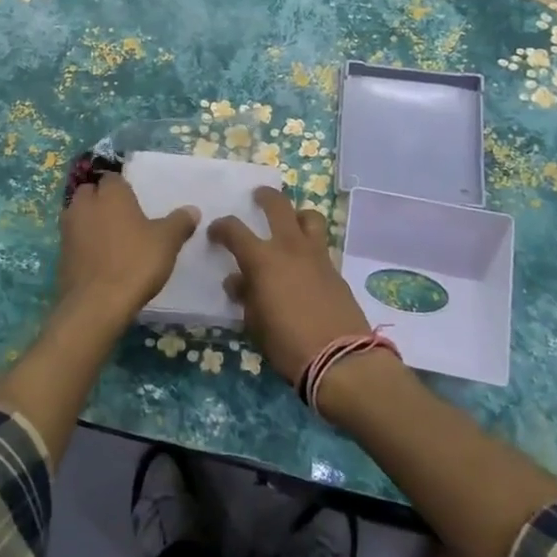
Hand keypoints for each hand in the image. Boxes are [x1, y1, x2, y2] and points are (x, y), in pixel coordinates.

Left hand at [56, 173, 198, 329]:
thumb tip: (191, 210)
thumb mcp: (167, 241)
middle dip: (102, 201)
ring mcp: (68, 230)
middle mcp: (84, 205)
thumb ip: (179, 222)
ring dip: (91, 222)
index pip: (113, 178)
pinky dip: (84, 245)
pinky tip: (100, 260)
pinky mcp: (60, 254)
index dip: (123, 188)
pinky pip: (74, 240)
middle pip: (90, 193)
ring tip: (113, 240)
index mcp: (110, 194)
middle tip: (124, 219)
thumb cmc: (135, 263)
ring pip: (79, 216)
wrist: (96, 305)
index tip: (136, 203)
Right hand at [209, 187, 370, 385]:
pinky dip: (309, 244)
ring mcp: (317, 256)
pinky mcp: (335, 270)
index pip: (234, 230)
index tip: (215, 232)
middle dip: (265, 197)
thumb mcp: (255, 323)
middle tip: (257, 197)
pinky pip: (321, 244)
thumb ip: (246, 296)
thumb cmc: (287, 343)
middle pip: (278, 205)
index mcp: (263, 259)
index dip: (221, 227)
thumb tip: (239, 281)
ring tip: (290, 223)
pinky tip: (303, 262)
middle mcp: (290, 247)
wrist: (341, 360)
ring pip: (309, 217)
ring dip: (296, 214)